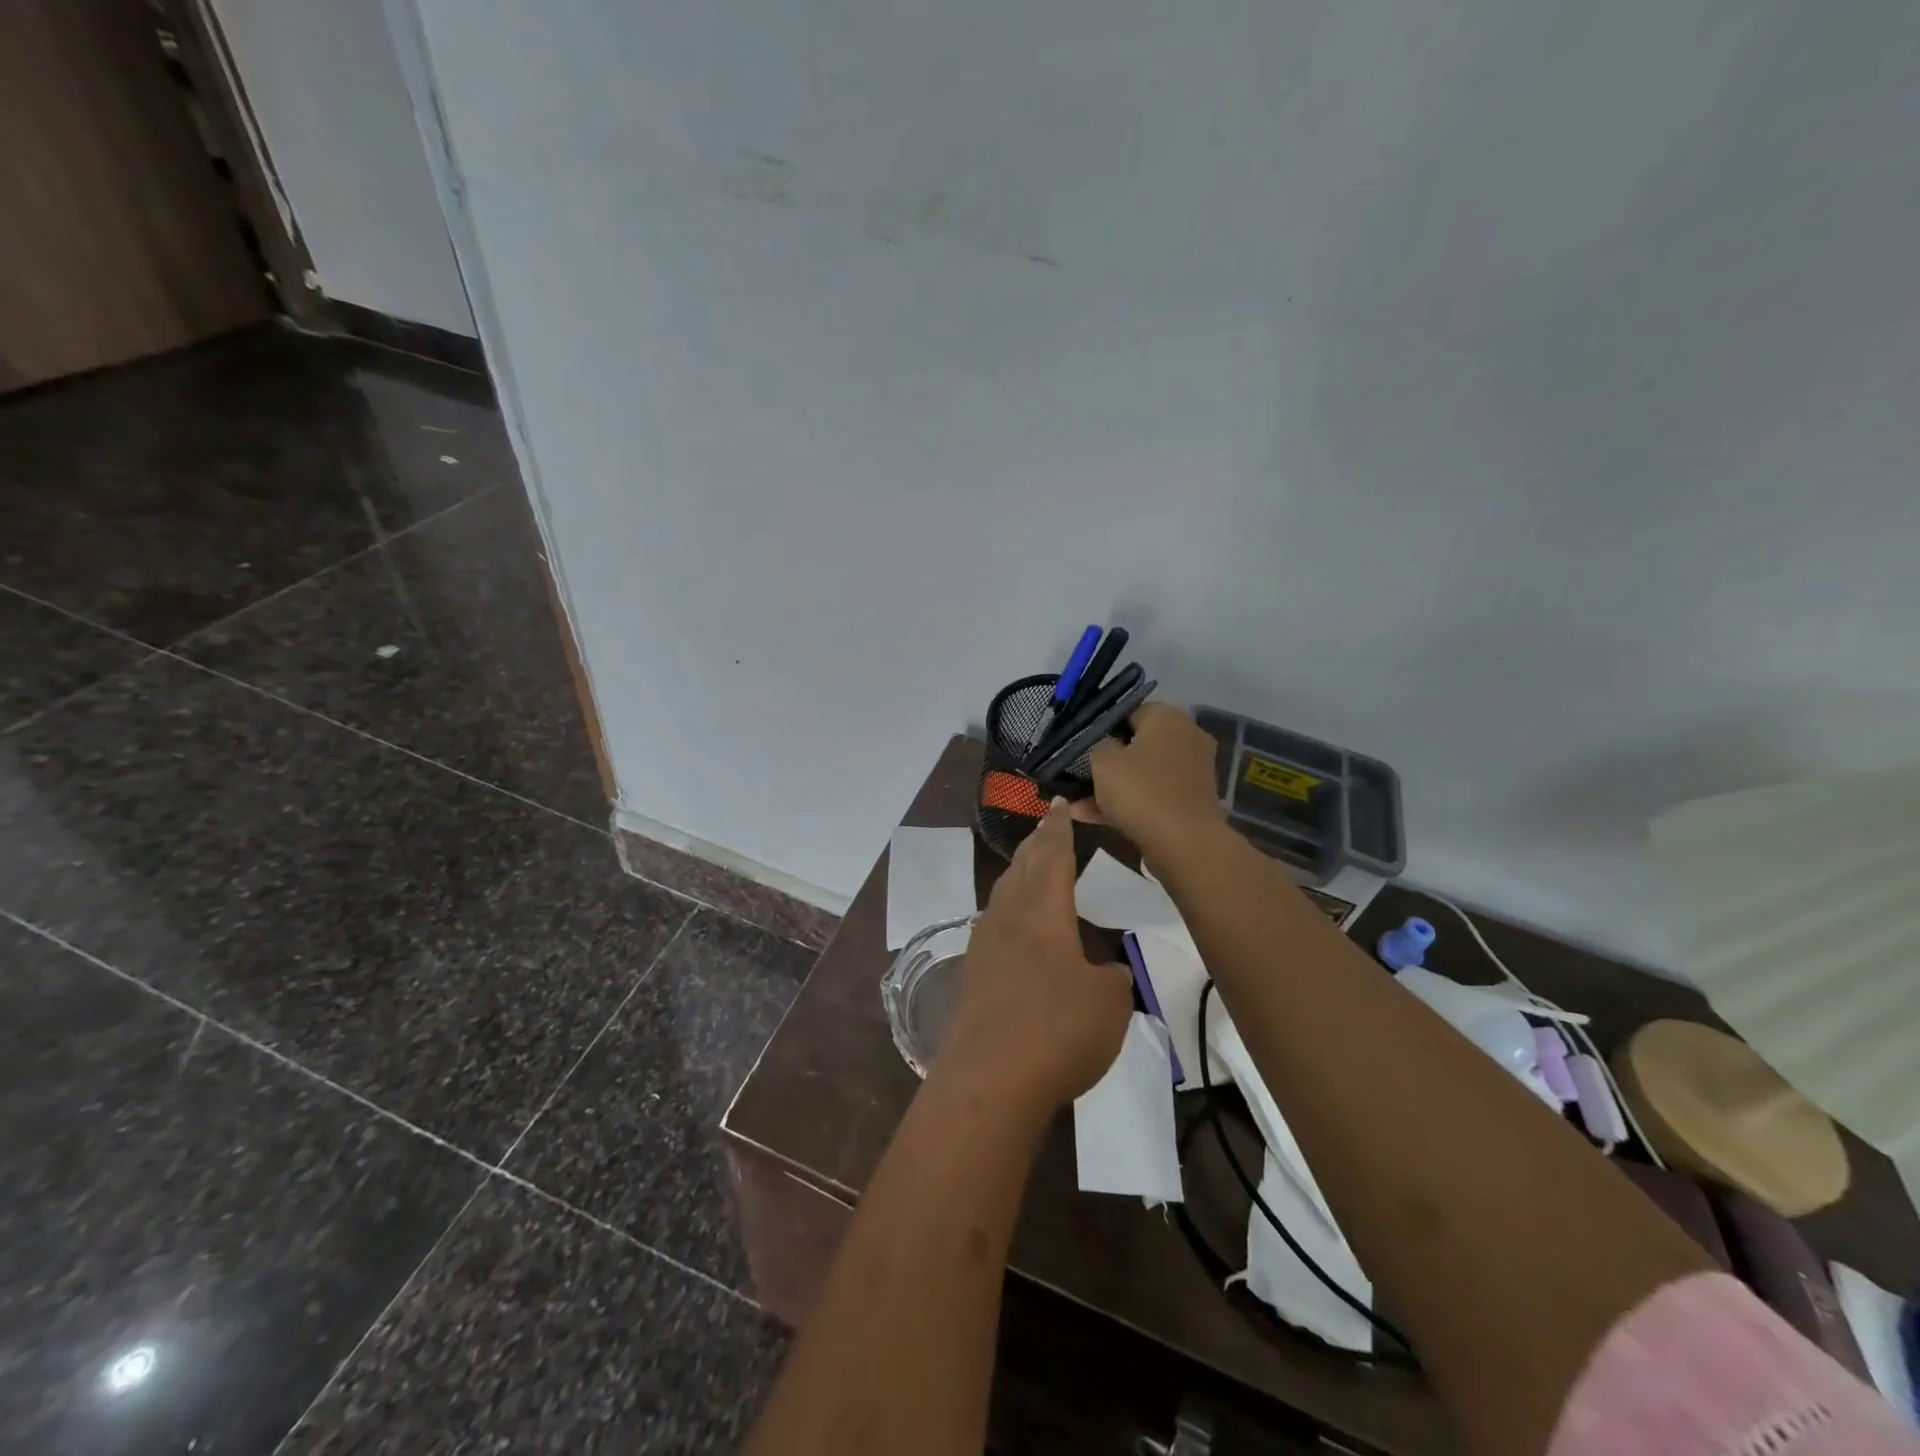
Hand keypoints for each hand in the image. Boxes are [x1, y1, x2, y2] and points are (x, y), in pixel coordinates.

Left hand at [940, 799, 1132, 1112]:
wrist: (990, 1080)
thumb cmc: (1058, 1029)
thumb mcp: (1108, 1002)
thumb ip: (1109, 978)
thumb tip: (1100, 972)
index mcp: (1043, 912)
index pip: (1053, 857)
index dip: (1059, 829)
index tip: (1058, 805)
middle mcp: (1009, 919)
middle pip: (1023, 869)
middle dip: (1036, 844)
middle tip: (1045, 824)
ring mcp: (984, 947)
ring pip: (1003, 896)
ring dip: (1018, 875)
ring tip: (1028, 866)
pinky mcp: (973, 977)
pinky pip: (993, 926)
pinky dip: (1008, 911)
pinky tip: (1011, 926)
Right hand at [1077, 702, 1224, 856]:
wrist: (1184, 843)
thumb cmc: (1140, 790)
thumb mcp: (1103, 760)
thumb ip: (1098, 745)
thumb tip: (1106, 746)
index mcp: (1168, 717)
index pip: (1129, 710)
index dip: (1102, 726)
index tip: (1082, 744)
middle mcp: (1186, 737)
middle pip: (1137, 743)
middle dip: (1107, 760)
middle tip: (1080, 771)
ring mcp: (1191, 771)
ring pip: (1142, 772)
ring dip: (1111, 786)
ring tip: (1076, 802)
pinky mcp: (1190, 800)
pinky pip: (1151, 794)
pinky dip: (1126, 803)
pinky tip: (1089, 817)